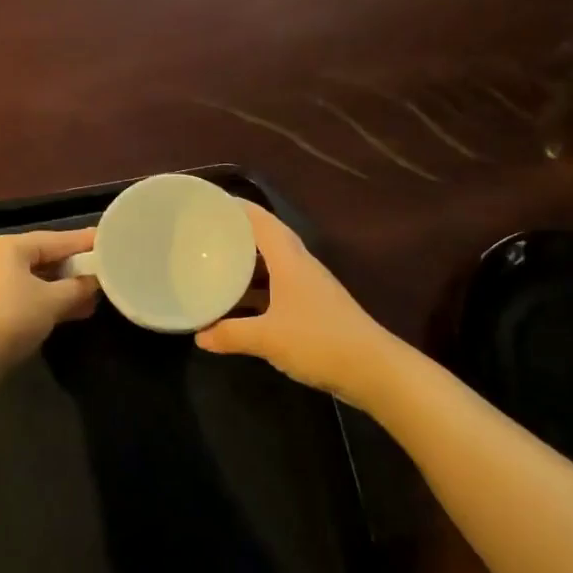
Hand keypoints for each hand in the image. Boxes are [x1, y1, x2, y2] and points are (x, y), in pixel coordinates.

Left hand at [0, 227, 99, 372]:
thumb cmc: (10, 320)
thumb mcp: (52, 302)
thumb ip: (78, 287)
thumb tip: (95, 281)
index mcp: (7, 246)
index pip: (55, 239)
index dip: (84, 242)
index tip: (108, 241)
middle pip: (41, 257)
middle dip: (72, 269)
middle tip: (102, 272)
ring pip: (29, 279)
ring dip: (59, 289)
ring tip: (90, 299)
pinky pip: (17, 295)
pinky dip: (40, 301)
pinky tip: (64, 313)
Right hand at [196, 203, 395, 405]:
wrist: (373, 369)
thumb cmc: (318, 341)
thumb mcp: (267, 338)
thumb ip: (231, 334)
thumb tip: (199, 336)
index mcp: (289, 260)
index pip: (261, 221)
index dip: (238, 208)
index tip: (212, 203)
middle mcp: (301, 266)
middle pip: (268, 239)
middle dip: (239, 235)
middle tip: (208, 236)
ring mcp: (311, 287)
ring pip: (274, 265)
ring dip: (249, 264)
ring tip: (219, 266)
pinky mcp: (316, 307)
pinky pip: (280, 287)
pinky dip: (260, 289)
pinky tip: (243, 304)